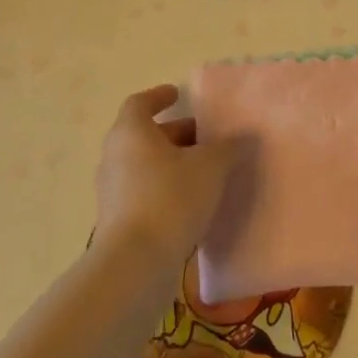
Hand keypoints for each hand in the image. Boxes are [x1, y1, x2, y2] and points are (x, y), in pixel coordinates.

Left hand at [93, 84, 241, 265]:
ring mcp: (113, 190)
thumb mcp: (210, 167)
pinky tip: (194, 200)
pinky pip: (145, 191)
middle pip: (145, 135)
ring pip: (146, 164)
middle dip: (177, 133)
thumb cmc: (171, 198)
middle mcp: (115, 156)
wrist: (136, 263)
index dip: (159, 96)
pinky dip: (167, 187)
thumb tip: (244, 137)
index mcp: (131, 132)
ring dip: (173, 162)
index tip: (178, 94)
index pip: (140, 103)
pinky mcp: (119, 219)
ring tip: (206, 169)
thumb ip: (229, 147)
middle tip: (207, 137)